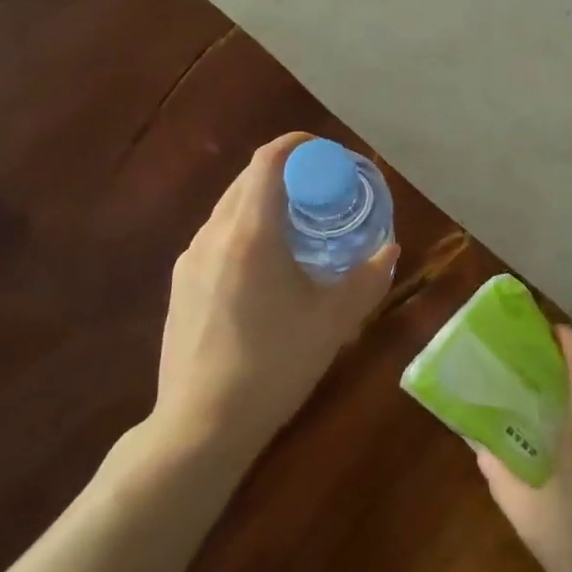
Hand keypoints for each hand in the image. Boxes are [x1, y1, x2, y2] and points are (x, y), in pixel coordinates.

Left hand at [152, 133, 398, 457]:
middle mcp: (214, 233)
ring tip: (300, 229)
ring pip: (231, 208)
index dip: (300, 146)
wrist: (201, 425)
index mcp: (250, 232)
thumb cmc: (274, 365)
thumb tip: (390, 250)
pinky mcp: (181, 283)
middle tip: (325, 193)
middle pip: (249, 179)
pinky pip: (218, 236)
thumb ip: (368, 278)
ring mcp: (190, 258)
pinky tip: (267, 268)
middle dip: (289, 174)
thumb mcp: (334, 321)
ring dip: (266, 203)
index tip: (329, 155)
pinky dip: (247, 230)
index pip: (269, 160)